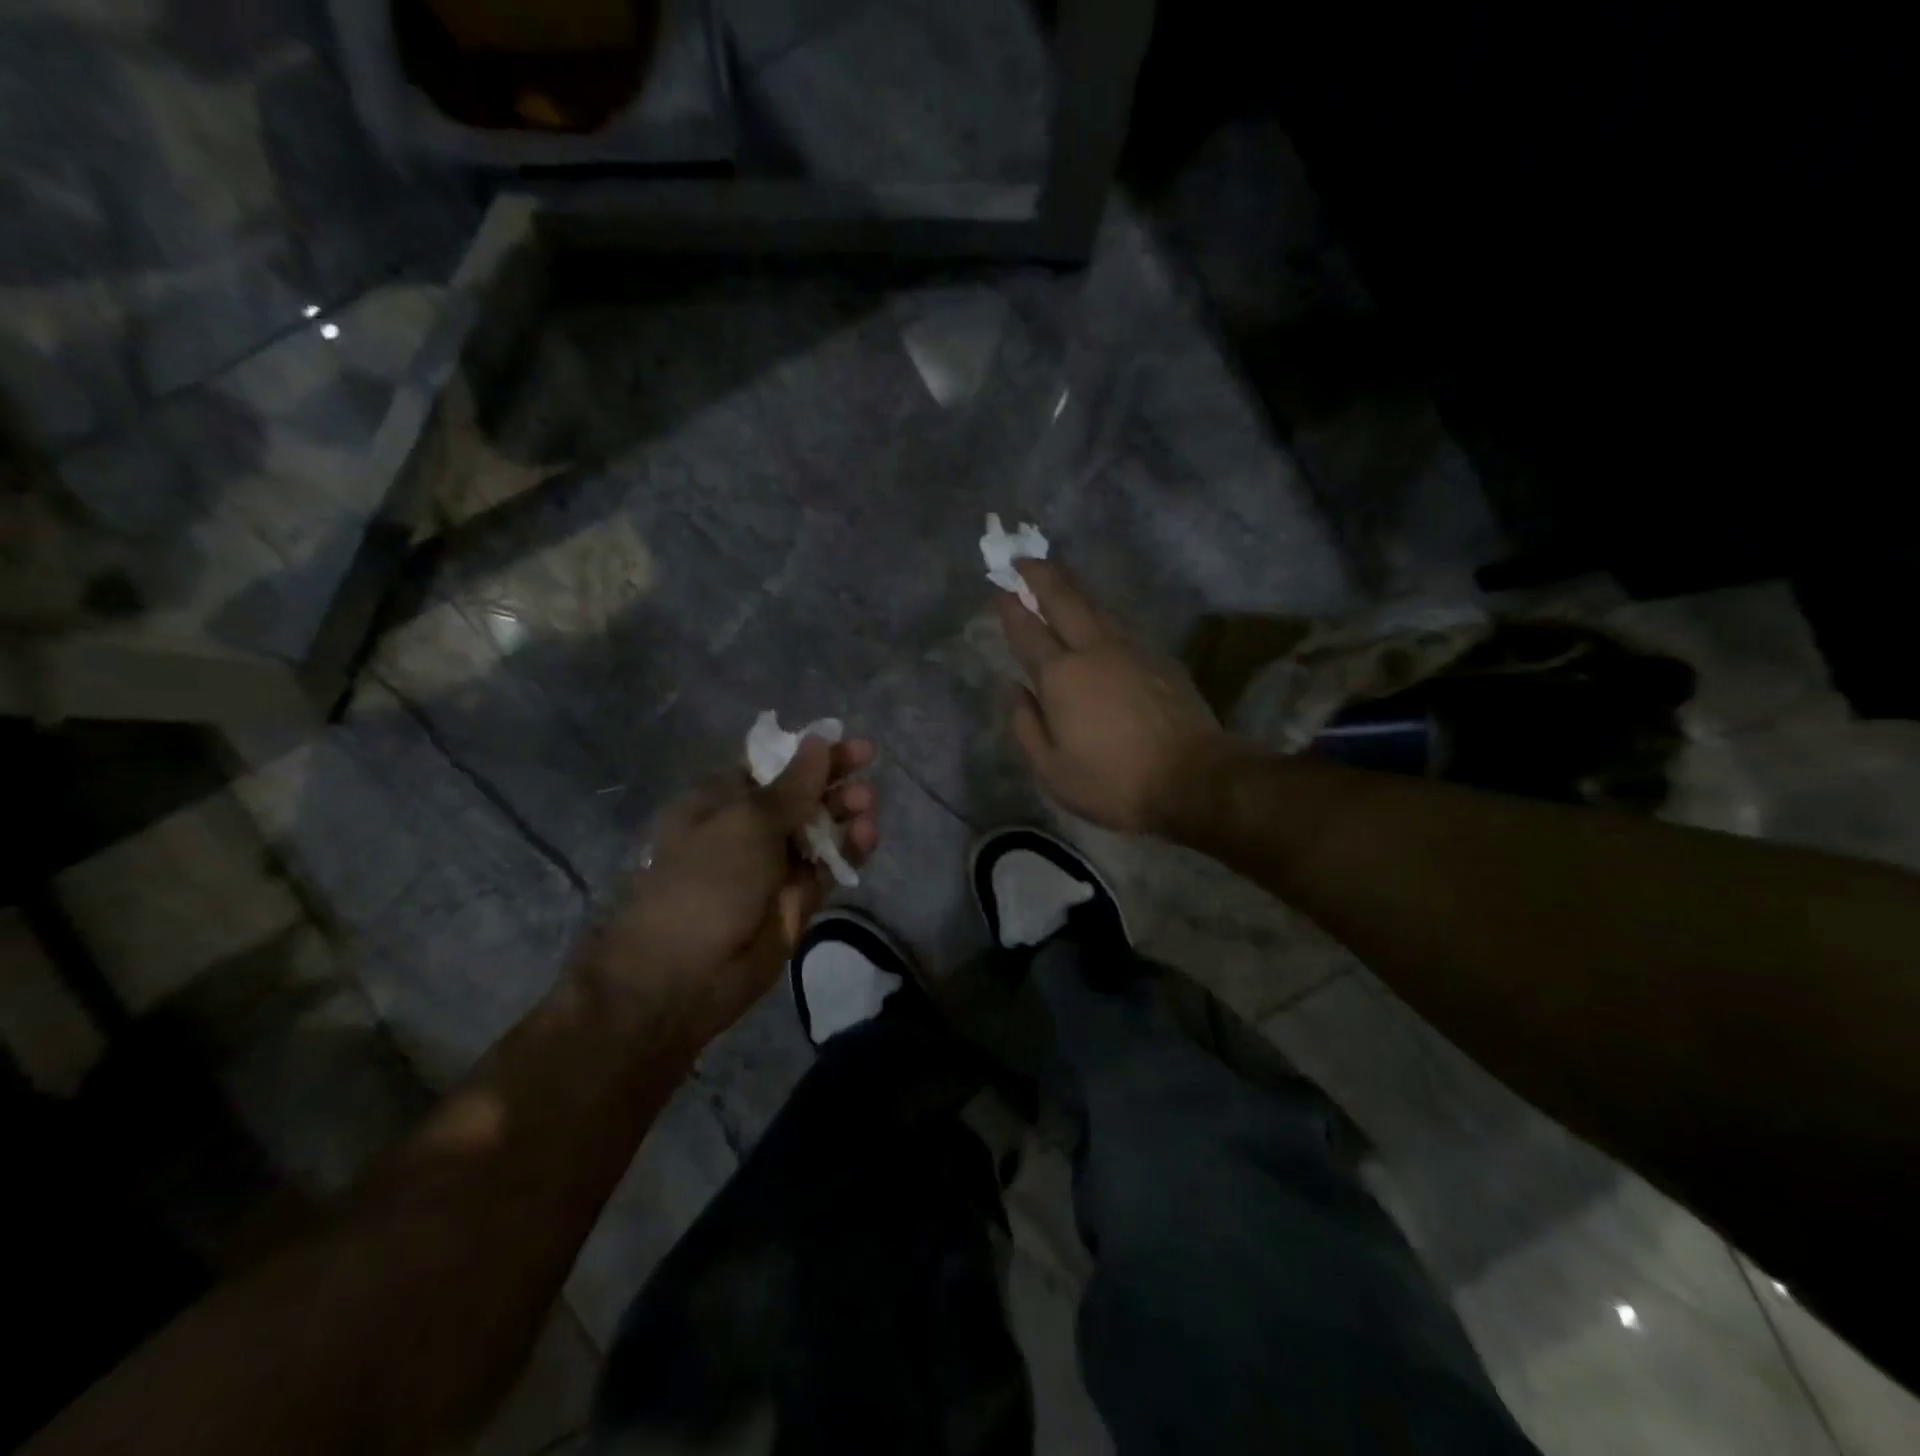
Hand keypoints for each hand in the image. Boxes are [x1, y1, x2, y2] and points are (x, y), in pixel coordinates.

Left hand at [588, 736, 877, 1048]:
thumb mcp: (747, 823)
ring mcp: (773, 866)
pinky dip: (849, 849)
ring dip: (844, 811)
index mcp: (720, 802)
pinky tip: (867, 833)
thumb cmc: (705, 881)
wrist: (683, 976)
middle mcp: (747, 829)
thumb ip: (792, 785)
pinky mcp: (796, 900)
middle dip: (832, 778)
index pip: (770, 765)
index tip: (846, 740)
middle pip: (799, 794)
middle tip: (868, 763)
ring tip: (866, 804)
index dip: (808, 751)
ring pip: (818, 829)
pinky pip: (828, 867)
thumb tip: (819, 741)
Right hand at [997, 560, 1228, 833]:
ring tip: (1056, 574)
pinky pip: (1119, 624)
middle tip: (1023, 556)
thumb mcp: (1052, 770)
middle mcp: (1094, 650)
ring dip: (1072, 586)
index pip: (1028, 631)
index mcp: (1061, 676)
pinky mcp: (1159, 657)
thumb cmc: (1113, 781)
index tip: (999, 585)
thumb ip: (1025, 725)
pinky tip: (1096, 617)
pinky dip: (1099, 612)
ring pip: (1096, 606)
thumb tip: (1014, 689)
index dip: (1010, 607)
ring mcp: (1131, 649)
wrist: (1193, 779)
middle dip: (1040, 574)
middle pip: (1064, 599)